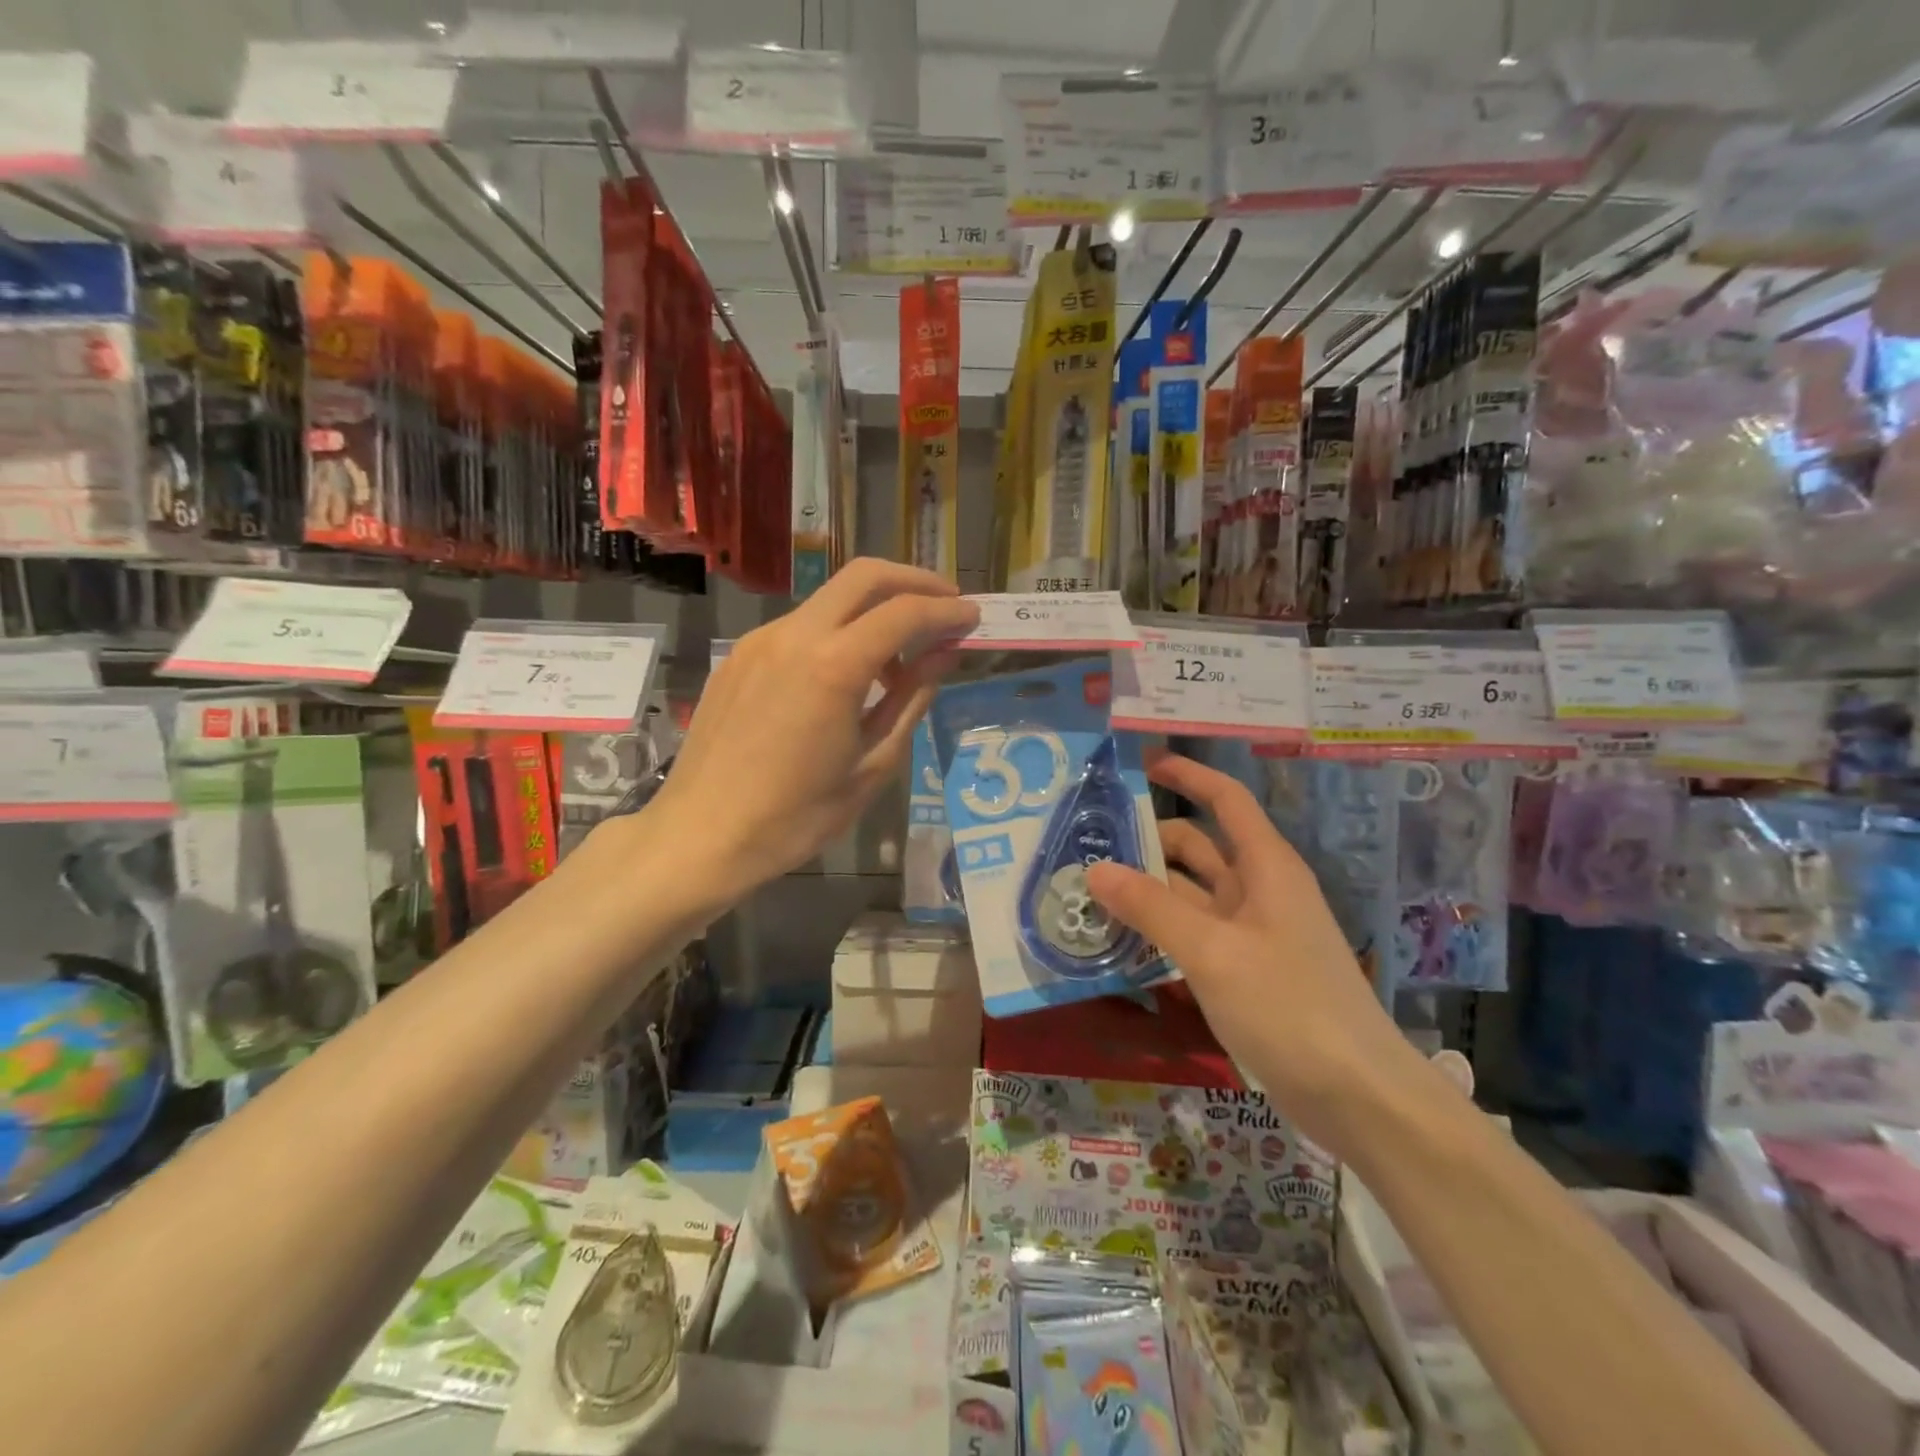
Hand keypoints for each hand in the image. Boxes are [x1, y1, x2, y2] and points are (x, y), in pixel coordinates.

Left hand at [648, 559, 978, 902]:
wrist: (704, 836)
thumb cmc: (798, 816)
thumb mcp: (873, 764)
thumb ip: (911, 699)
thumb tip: (943, 656)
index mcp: (833, 665)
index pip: (904, 613)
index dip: (947, 612)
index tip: (973, 620)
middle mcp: (794, 635)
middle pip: (864, 576)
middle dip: (913, 581)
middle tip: (946, 606)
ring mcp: (760, 641)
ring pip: (830, 600)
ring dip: (874, 610)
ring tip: (899, 658)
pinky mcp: (739, 656)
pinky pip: (801, 627)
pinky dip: (837, 632)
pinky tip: (847, 676)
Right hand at [1086, 754, 1423, 1156]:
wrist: (1359, 1097)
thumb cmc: (1290, 1007)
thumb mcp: (1212, 952)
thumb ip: (1151, 908)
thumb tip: (1094, 869)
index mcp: (1265, 867)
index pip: (1224, 799)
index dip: (1186, 774)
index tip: (1139, 763)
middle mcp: (1258, 890)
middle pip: (1197, 847)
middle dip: (1147, 841)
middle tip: (1085, 845)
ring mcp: (1251, 933)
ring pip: (1189, 894)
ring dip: (1145, 890)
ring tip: (1087, 892)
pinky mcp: (1244, 971)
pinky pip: (1192, 934)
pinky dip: (1158, 930)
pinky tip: (1117, 941)